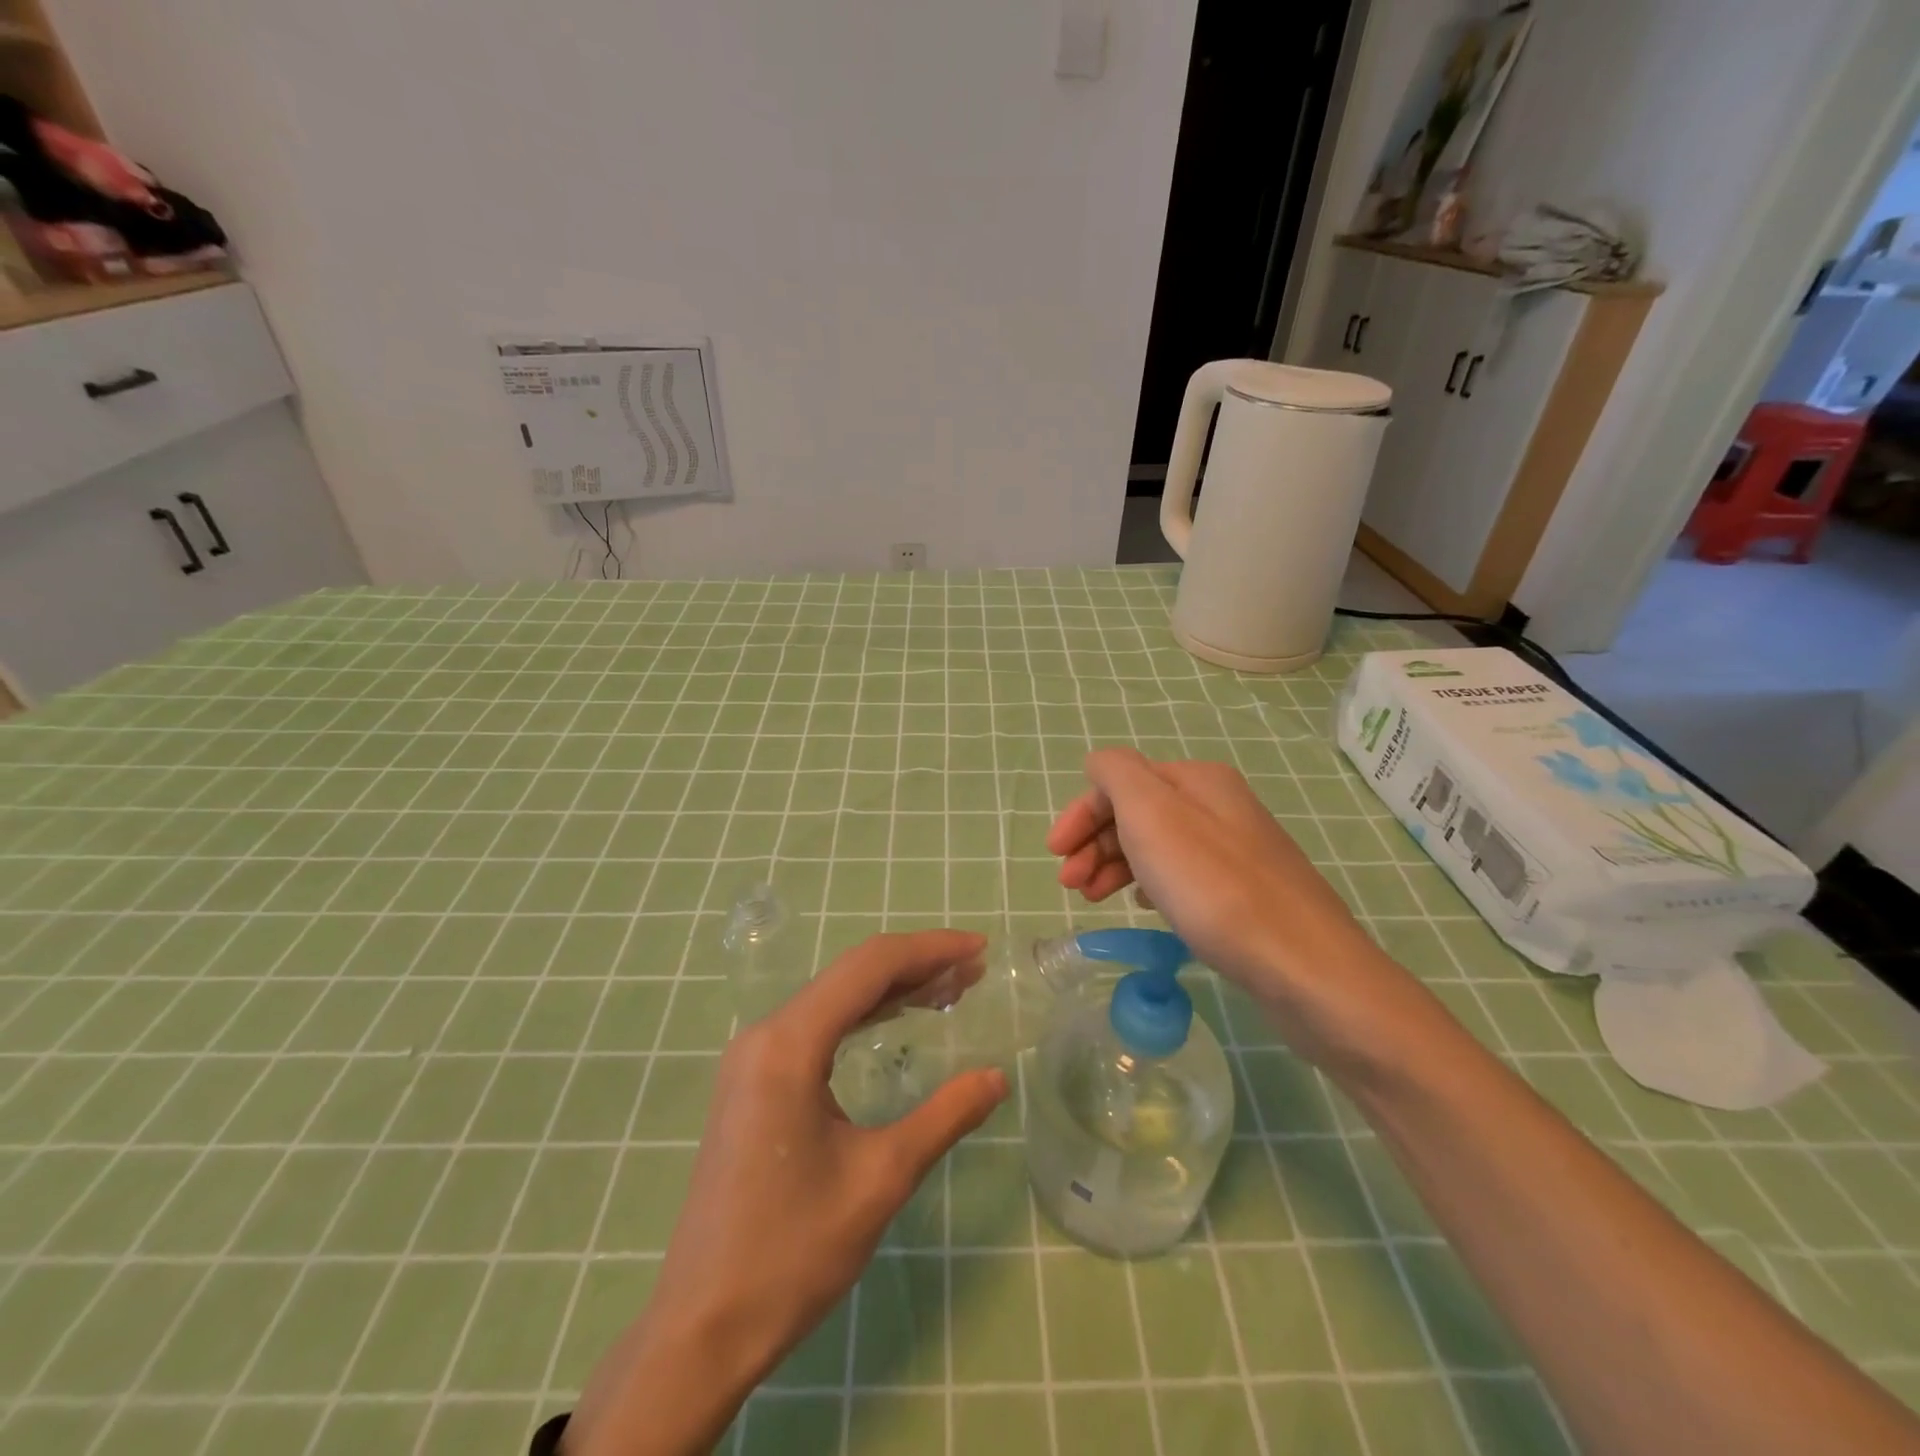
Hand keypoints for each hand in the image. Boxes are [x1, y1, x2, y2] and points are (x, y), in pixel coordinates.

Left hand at [567, 931, 1008, 1455]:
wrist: (702, 1328)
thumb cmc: (792, 1252)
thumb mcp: (881, 1179)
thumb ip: (944, 1116)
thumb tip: (998, 1077)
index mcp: (789, 1044)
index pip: (869, 967)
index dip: (929, 949)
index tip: (980, 948)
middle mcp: (766, 1035)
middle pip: (851, 974)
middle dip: (917, 966)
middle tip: (975, 970)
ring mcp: (754, 1058)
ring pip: (834, 998)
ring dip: (892, 989)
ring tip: (950, 990)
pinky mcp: (753, 1082)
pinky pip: (817, 1027)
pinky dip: (864, 1015)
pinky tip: (898, 1018)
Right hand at [1046, 748, 1418, 1065]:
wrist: (1305, 968)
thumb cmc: (1215, 887)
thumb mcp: (1152, 814)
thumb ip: (1116, 774)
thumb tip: (1100, 766)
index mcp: (1196, 779)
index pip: (1118, 781)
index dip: (1081, 815)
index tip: (1055, 857)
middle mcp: (1218, 805)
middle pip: (1137, 812)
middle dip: (1095, 844)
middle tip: (1072, 887)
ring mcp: (1236, 849)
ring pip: (1158, 846)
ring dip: (1117, 865)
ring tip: (1096, 901)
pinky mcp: (1247, 892)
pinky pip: (1183, 875)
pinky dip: (1152, 885)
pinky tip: (1146, 909)